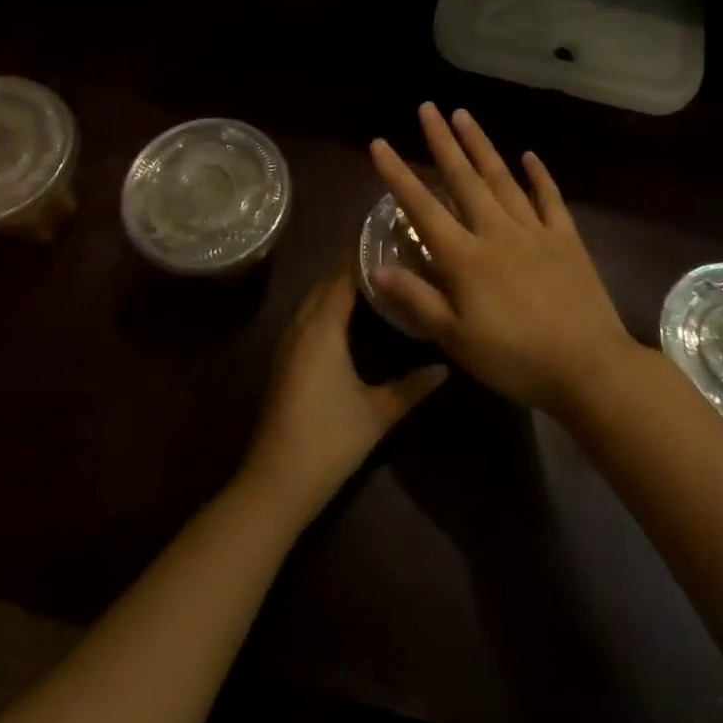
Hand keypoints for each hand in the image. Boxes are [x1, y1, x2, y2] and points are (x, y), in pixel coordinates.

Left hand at [244, 268, 446, 517]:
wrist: (276, 482)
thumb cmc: (329, 440)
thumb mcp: (378, 413)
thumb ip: (413, 386)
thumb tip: (446, 365)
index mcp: (322, 328)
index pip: (343, 277)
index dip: (365, 255)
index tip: (394, 240)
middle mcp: (301, 327)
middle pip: (326, 284)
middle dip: (354, 267)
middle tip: (392, 257)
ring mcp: (288, 344)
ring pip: (314, 301)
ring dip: (339, 287)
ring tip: (377, 280)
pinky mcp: (285, 361)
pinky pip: (307, 318)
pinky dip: (328, 307)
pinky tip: (351, 317)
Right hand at [368, 103, 634, 415]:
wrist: (588, 367)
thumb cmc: (515, 359)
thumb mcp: (457, 340)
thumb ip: (417, 300)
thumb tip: (378, 268)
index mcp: (466, 258)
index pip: (423, 208)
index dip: (398, 175)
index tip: (380, 143)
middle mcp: (497, 232)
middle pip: (464, 179)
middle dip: (442, 142)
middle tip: (428, 108)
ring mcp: (535, 231)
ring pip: (502, 179)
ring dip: (481, 146)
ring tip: (464, 115)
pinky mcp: (566, 239)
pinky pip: (550, 199)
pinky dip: (539, 175)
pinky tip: (529, 155)